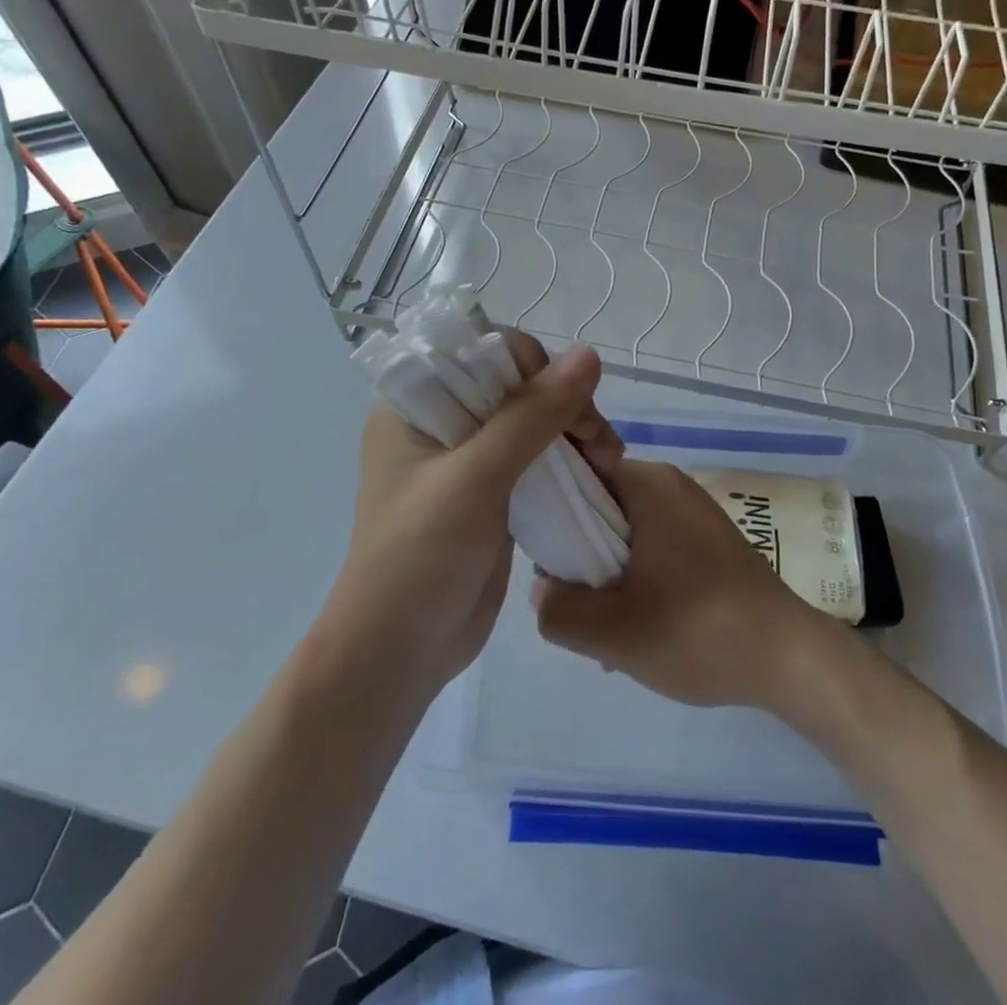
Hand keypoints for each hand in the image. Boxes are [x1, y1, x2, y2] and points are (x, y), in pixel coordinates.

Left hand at [324, 332, 621, 697]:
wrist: (398, 655)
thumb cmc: (419, 558)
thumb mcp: (476, 478)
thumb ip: (532, 415)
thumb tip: (590, 354)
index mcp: (416, 403)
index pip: (485, 352)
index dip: (535, 368)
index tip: (570, 406)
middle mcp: (441, 421)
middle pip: (518, 385)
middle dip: (566, 405)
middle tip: (601, 445)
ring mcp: (468, 458)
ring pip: (535, 420)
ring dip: (576, 432)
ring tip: (608, 462)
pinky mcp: (492, 492)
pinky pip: (539, 457)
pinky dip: (570, 461)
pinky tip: (597, 474)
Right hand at [532, 459, 833, 711]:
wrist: (788, 656)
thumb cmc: (697, 630)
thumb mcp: (612, 632)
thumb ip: (557, 610)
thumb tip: (543, 589)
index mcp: (647, 483)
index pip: (577, 472)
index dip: (548, 508)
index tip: (537, 552)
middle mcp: (670, 484)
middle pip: (600, 504)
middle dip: (579, 551)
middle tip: (571, 599)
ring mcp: (693, 511)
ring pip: (626, 530)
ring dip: (607, 571)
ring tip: (605, 624)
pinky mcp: (710, 540)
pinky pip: (654, 545)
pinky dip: (637, 576)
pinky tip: (639, 624)